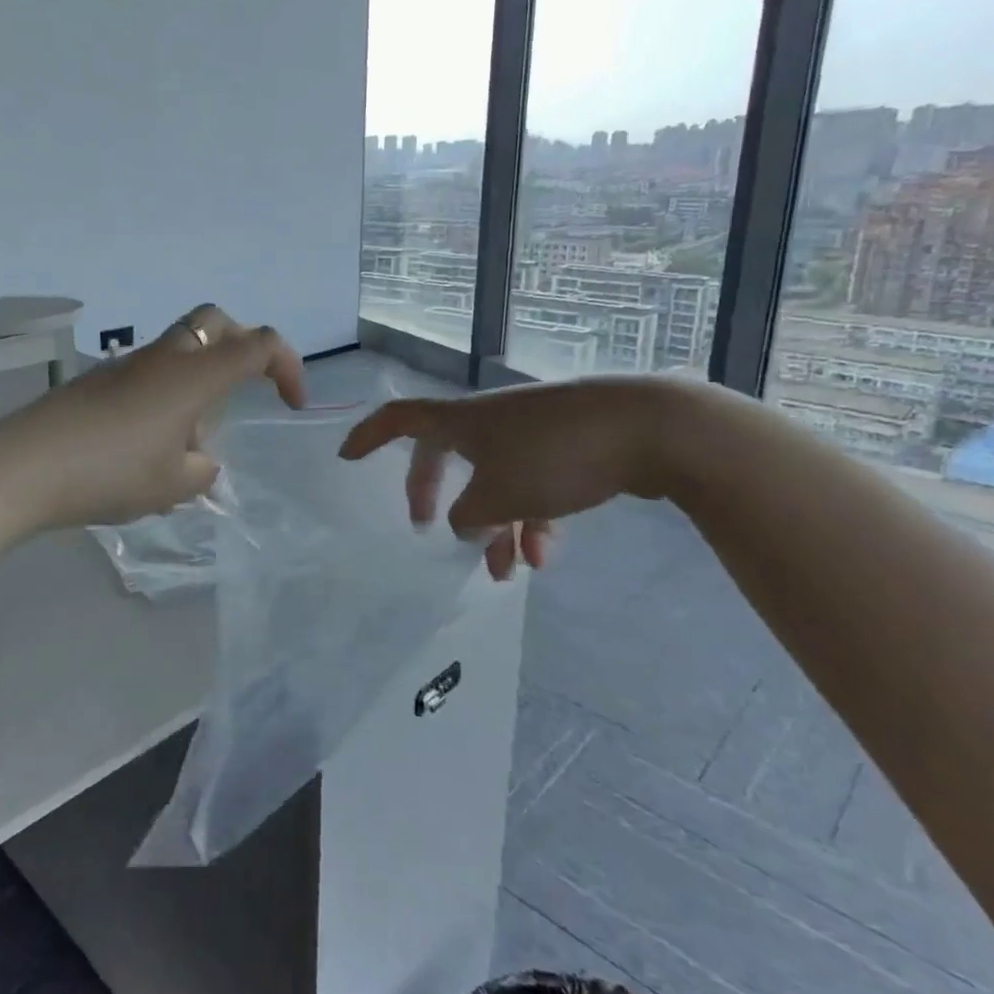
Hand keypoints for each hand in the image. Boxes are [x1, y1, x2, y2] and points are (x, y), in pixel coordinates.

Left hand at [0, 305, 306, 530]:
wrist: (24, 466)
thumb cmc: (111, 472)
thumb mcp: (174, 485)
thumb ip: (202, 470)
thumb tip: (199, 459)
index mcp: (193, 374)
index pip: (258, 344)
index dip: (288, 366)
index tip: (291, 404)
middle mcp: (162, 357)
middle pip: (214, 322)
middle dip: (242, 346)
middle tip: (246, 388)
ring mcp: (124, 366)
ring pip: (178, 349)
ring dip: (197, 381)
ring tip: (187, 444)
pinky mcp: (96, 382)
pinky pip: (147, 375)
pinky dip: (164, 396)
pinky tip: (146, 448)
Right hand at [338, 375, 680, 579]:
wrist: (647, 428)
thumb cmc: (554, 456)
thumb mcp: (498, 496)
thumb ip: (468, 518)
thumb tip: (463, 526)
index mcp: (460, 422)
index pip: (398, 420)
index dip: (368, 437)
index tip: (346, 458)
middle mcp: (488, 421)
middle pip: (444, 456)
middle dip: (434, 494)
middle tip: (427, 527)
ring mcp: (528, 432)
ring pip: (494, 481)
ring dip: (495, 526)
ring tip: (506, 573)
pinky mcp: (565, 446)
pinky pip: (532, 484)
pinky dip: (532, 519)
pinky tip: (544, 557)